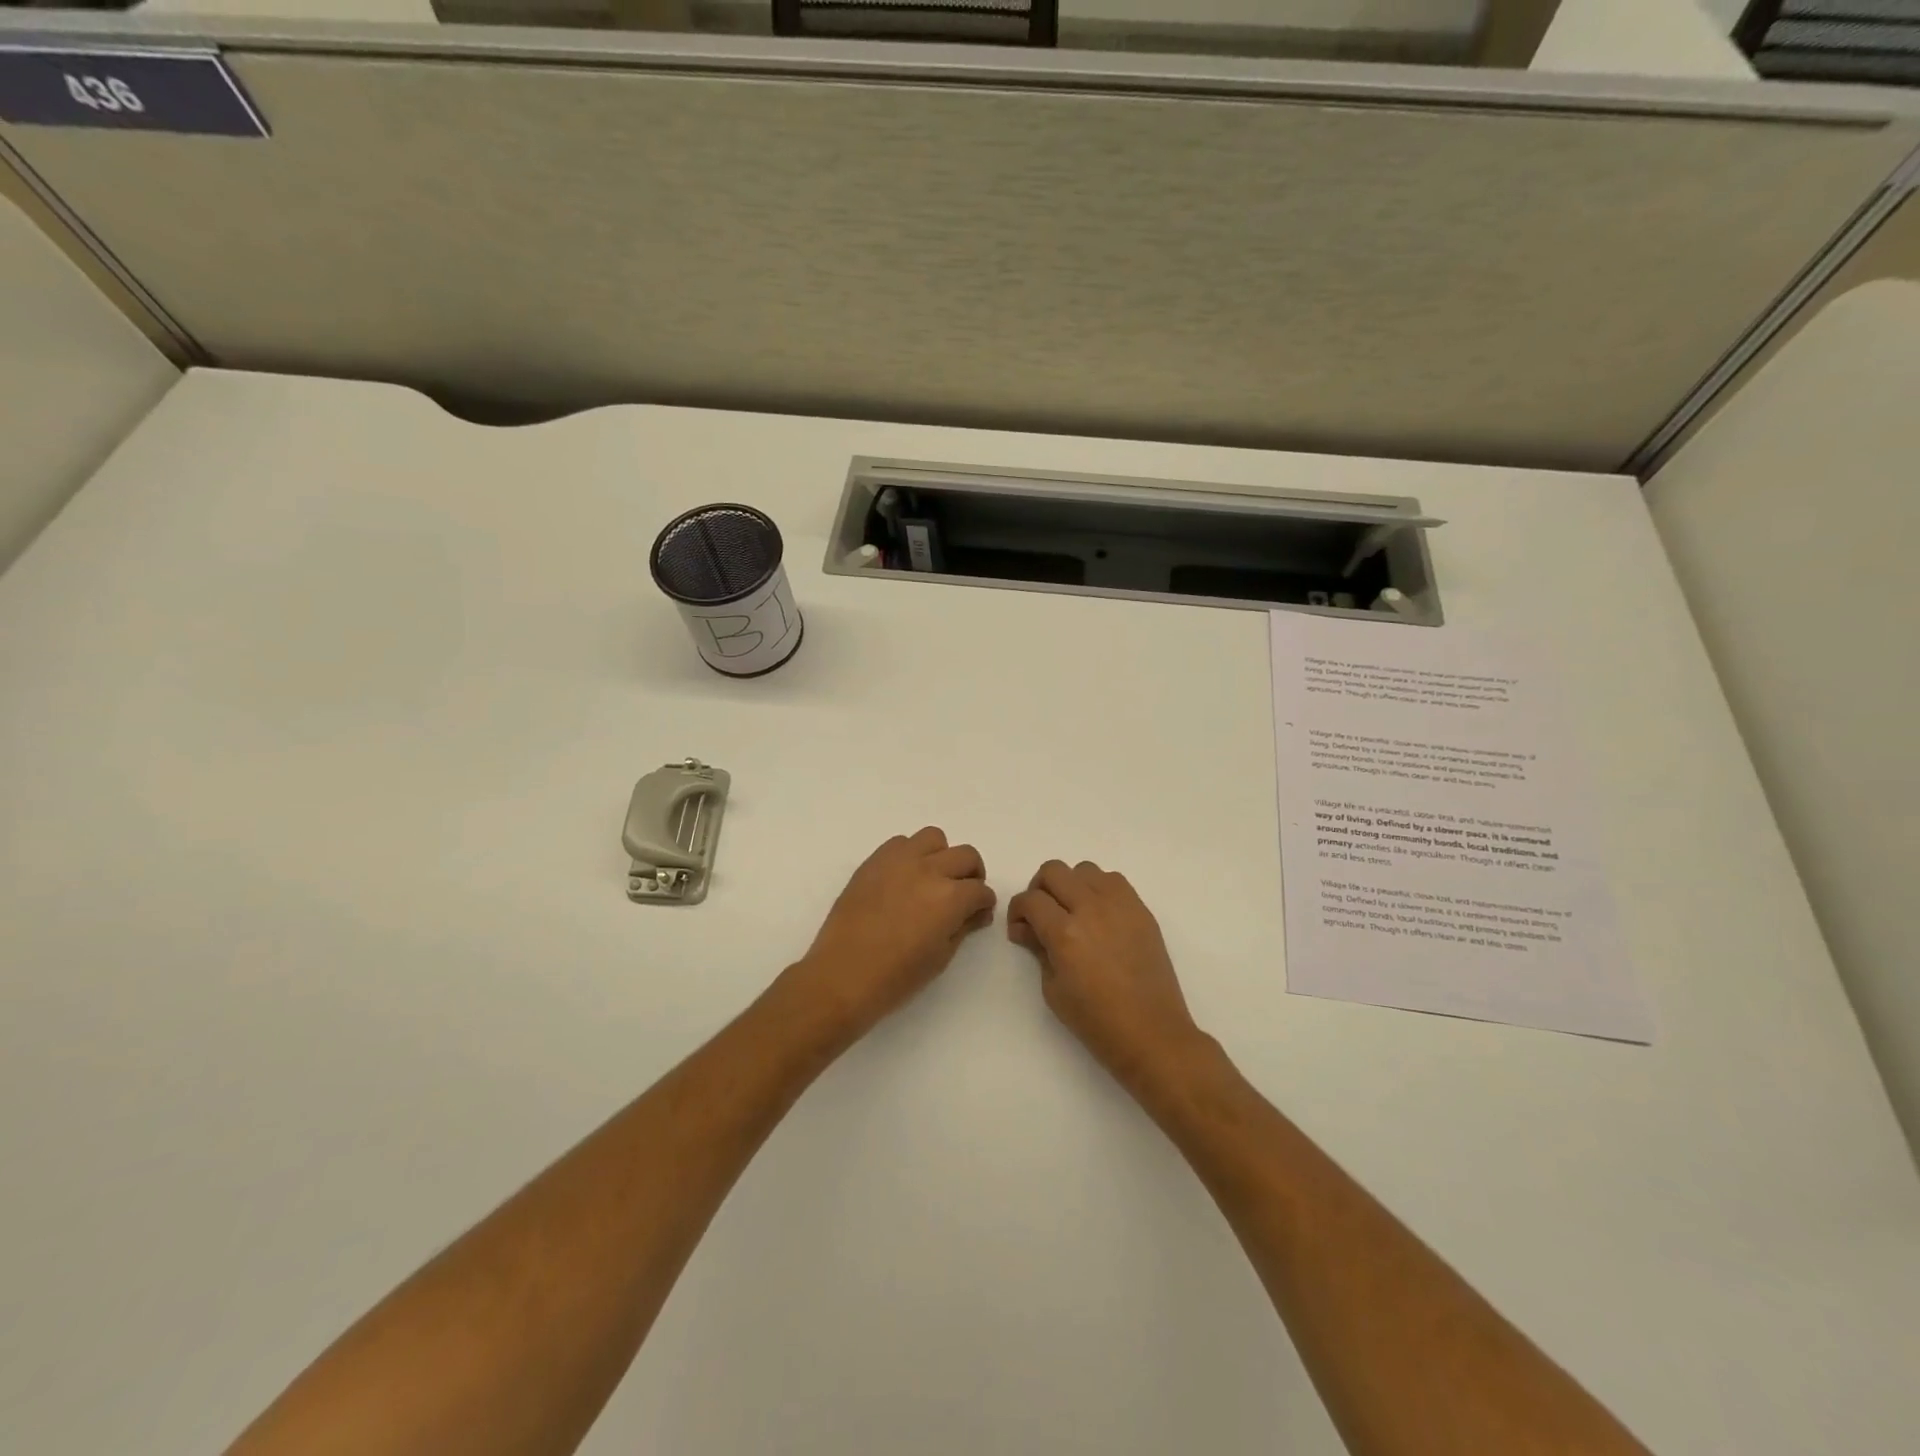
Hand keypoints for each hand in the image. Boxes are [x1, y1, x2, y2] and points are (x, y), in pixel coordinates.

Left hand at [785, 827, 995, 1043]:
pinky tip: (904, 878)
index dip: (984, 903)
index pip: (980, 890)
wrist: (842, 975)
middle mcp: (929, 870)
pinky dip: (910, 854)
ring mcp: (899, 861)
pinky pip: (900, 842)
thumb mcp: (940, 957)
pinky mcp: (873, 861)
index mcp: (950, 898)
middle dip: (971, 875)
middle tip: (963, 894)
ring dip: (941, 856)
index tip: (978, 914)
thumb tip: (976, 912)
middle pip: (966, 855)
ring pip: (934, 838)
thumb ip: (963, 927)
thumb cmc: (896, 977)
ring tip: (932, 878)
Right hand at [1008, 860, 1208, 1090]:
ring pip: (1084, 869)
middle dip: (1039, 890)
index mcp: (1065, 933)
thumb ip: (1037, 948)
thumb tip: (1026, 928)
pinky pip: (1113, 880)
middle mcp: (1091, 908)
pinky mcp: (1141, 909)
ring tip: (1073, 913)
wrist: (1152, 1033)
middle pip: (1054, 871)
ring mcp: (1120, 905)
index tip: (1021, 929)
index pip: (1030, 899)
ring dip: (1071, 885)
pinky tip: (1099, 916)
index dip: (1017, 911)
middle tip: (1042, 916)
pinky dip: (1099, 889)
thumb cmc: (1096, 1021)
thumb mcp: (1053, 989)